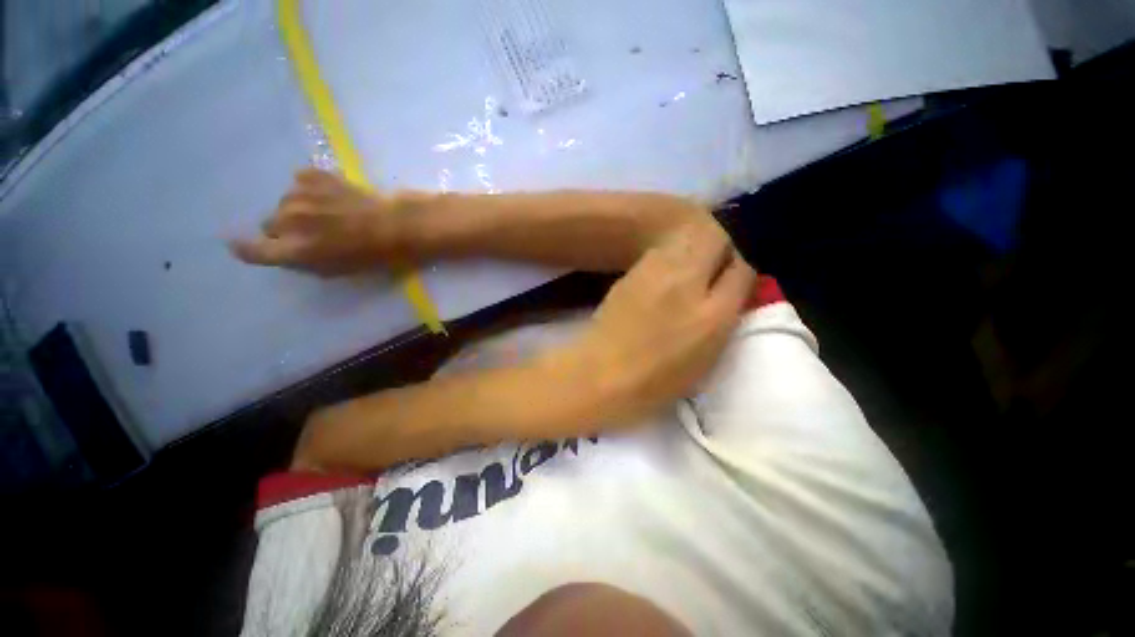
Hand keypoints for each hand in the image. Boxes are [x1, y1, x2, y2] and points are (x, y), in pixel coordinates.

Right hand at [230, 169, 425, 274]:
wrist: (400, 224)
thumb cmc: (375, 255)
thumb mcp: (338, 270)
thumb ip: (304, 262)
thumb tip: (285, 252)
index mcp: (295, 249)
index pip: (253, 250)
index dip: (247, 249)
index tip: (244, 246)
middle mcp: (289, 220)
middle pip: (269, 225)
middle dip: (285, 231)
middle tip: (313, 234)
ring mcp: (299, 195)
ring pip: (284, 203)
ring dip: (299, 210)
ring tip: (330, 215)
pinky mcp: (314, 176)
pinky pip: (300, 184)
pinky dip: (311, 190)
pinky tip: (332, 197)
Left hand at [556, 221, 756, 423]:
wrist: (603, 372)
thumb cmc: (657, 381)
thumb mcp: (707, 358)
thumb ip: (724, 320)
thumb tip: (730, 292)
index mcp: (712, 314)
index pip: (743, 269)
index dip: (743, 270)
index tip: (735, 278)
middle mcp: (686, 283)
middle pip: (716, 238)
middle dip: (721, 248)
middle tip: (714, 266)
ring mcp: (655, 272)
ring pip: (687, 239)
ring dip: (694, 249)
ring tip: (687, 271)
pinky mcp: (632, 272)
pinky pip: (661, 252)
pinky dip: (669, 258)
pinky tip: (661, 277)